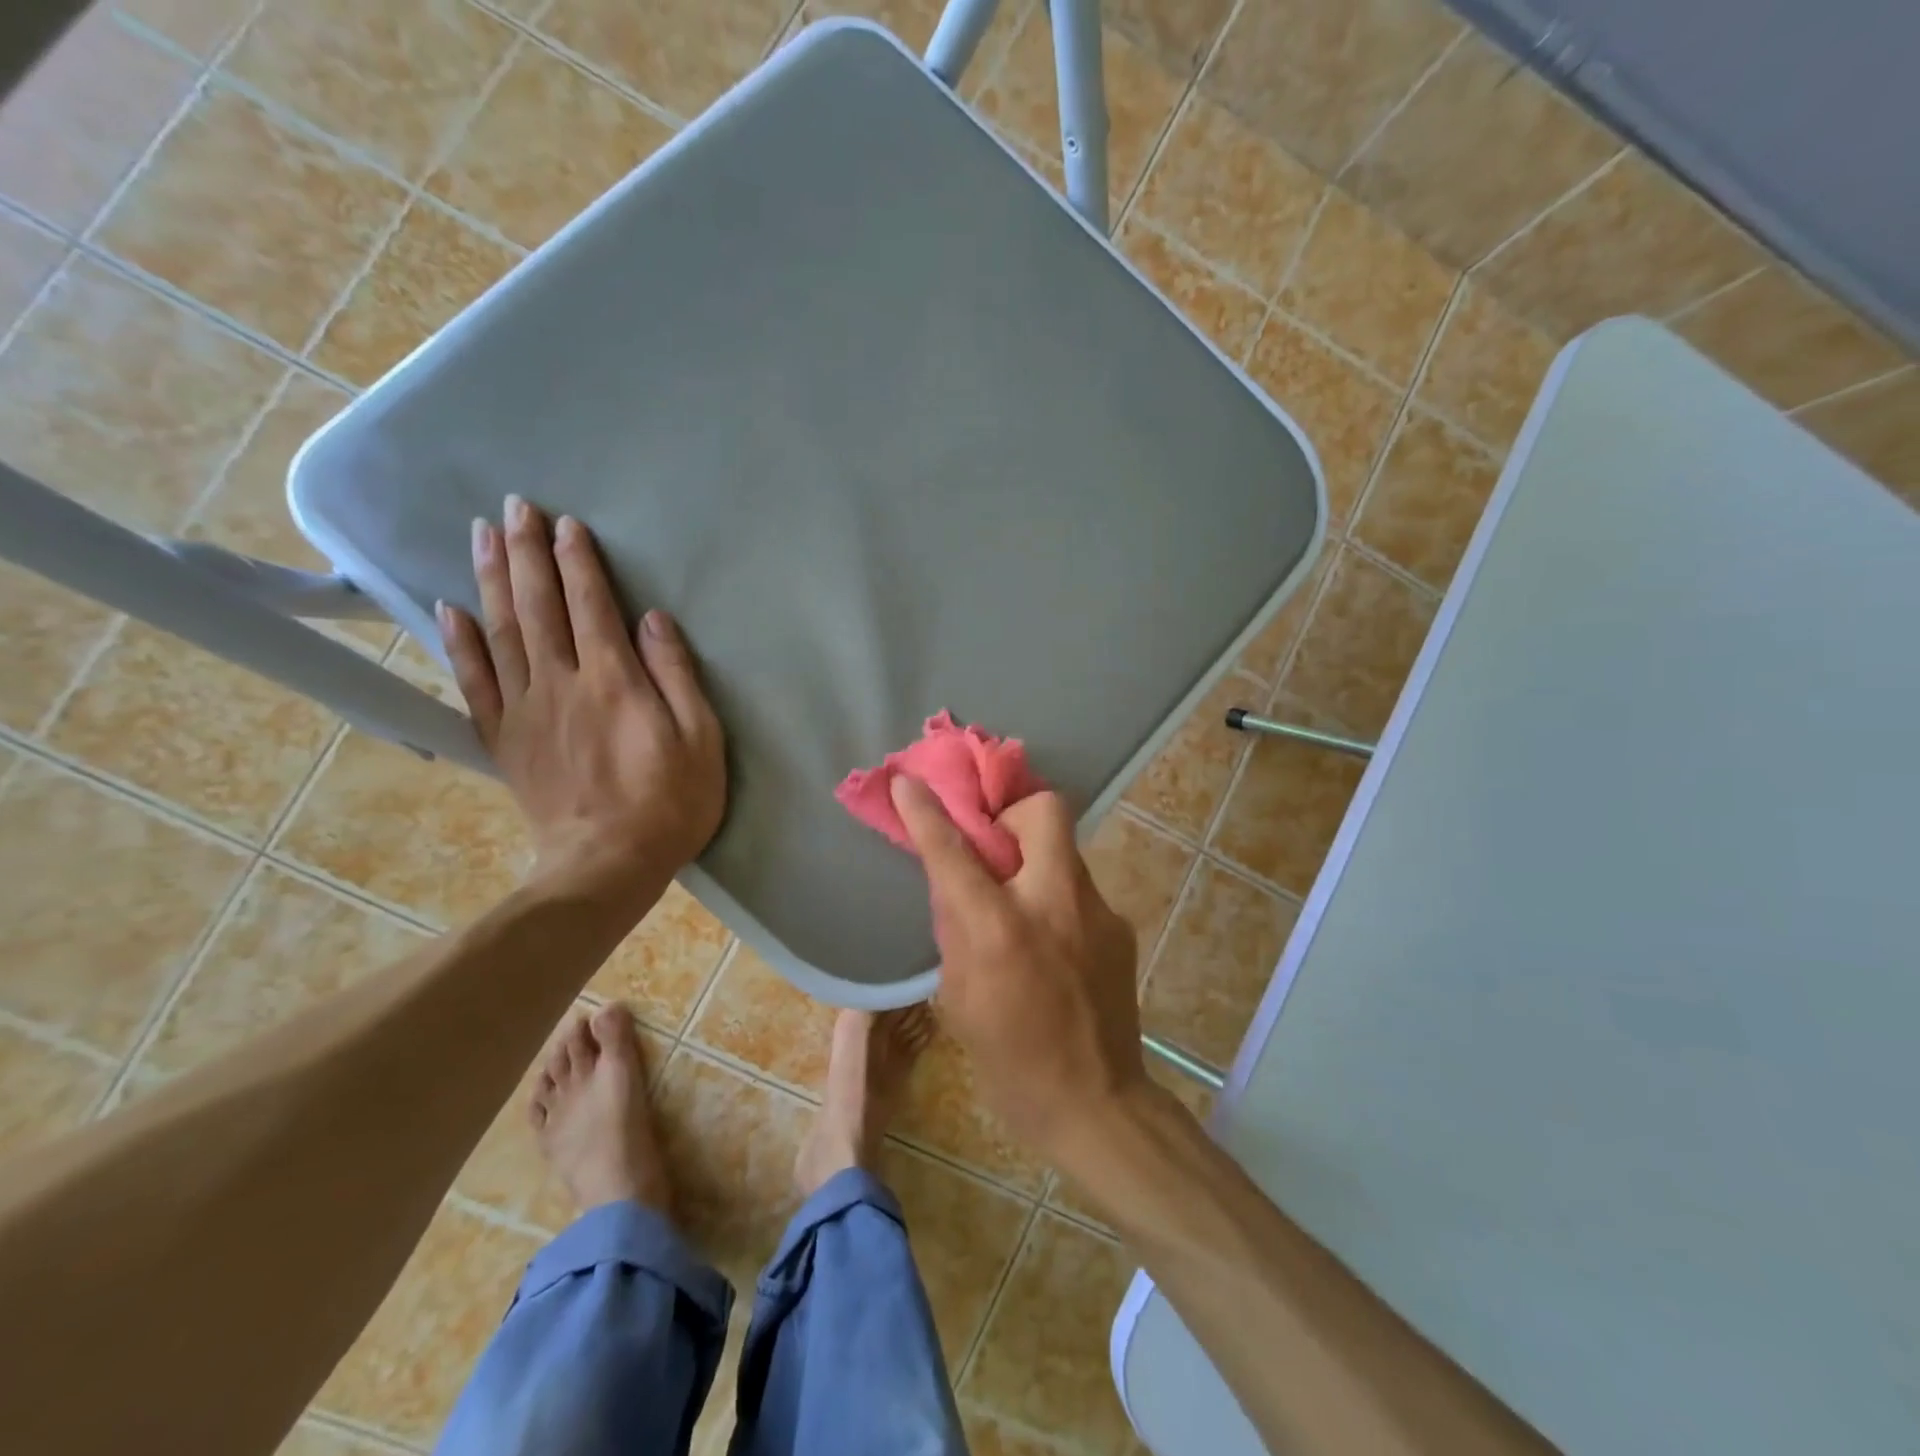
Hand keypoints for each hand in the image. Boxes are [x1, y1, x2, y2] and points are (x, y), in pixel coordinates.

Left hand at [437, 495, 725, 896]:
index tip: (566, 523)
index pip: (591, 606)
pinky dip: (460, 643)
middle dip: (526, 553)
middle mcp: (562, 684)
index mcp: (614, 681)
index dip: (578, 562)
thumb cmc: (670, 803)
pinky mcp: (505, 739)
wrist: (606, 865)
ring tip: (481, 534)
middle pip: (538, 607)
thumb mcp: (701, 740)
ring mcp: (526, 711)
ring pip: (501, 632)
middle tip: (514, 507)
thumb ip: (677, 676)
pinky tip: (449, 610)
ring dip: (490, 579)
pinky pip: (475, 682)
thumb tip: (653, 620)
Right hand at [890, 776, 1148, 1162]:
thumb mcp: (958, 995)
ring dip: (1034, 857)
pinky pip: (1079, 887)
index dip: (927, 811)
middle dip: (1013, 809)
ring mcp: (1097, 911)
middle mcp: (1053, 904)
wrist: (1096, 1103)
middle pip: (1043, 810)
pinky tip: (1051, 938)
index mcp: (999, 928)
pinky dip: (1056, 895)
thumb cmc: (1010, 1061)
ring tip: (1020, 898)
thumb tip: (956, 882)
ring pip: (1064, 847)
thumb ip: (956, 927)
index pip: (954, 850)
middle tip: (994, 841)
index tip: (909, 782)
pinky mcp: (1120, 926)